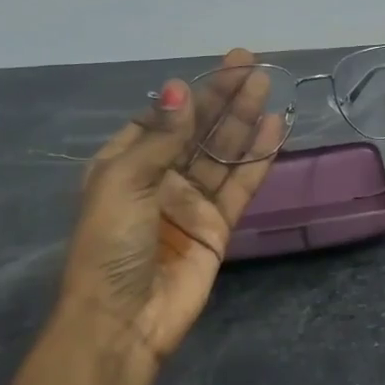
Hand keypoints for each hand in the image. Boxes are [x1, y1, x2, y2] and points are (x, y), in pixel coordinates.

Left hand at [59, 50, 283, 364]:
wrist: (124, 319)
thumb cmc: (110, 245)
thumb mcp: (124, 182)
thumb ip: (160, 137)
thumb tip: (181, 88)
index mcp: (125, 164)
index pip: (163, 119)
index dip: (191, 95)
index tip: (219, 69)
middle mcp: (159, 179)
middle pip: (198, 131)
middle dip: (223, 98)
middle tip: (251, 64)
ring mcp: (190, 202)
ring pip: (222, 153)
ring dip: (243, 120)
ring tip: (266, 86)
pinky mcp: (217, 226)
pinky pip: (240, 185)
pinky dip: (257, 158)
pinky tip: (274, 129)